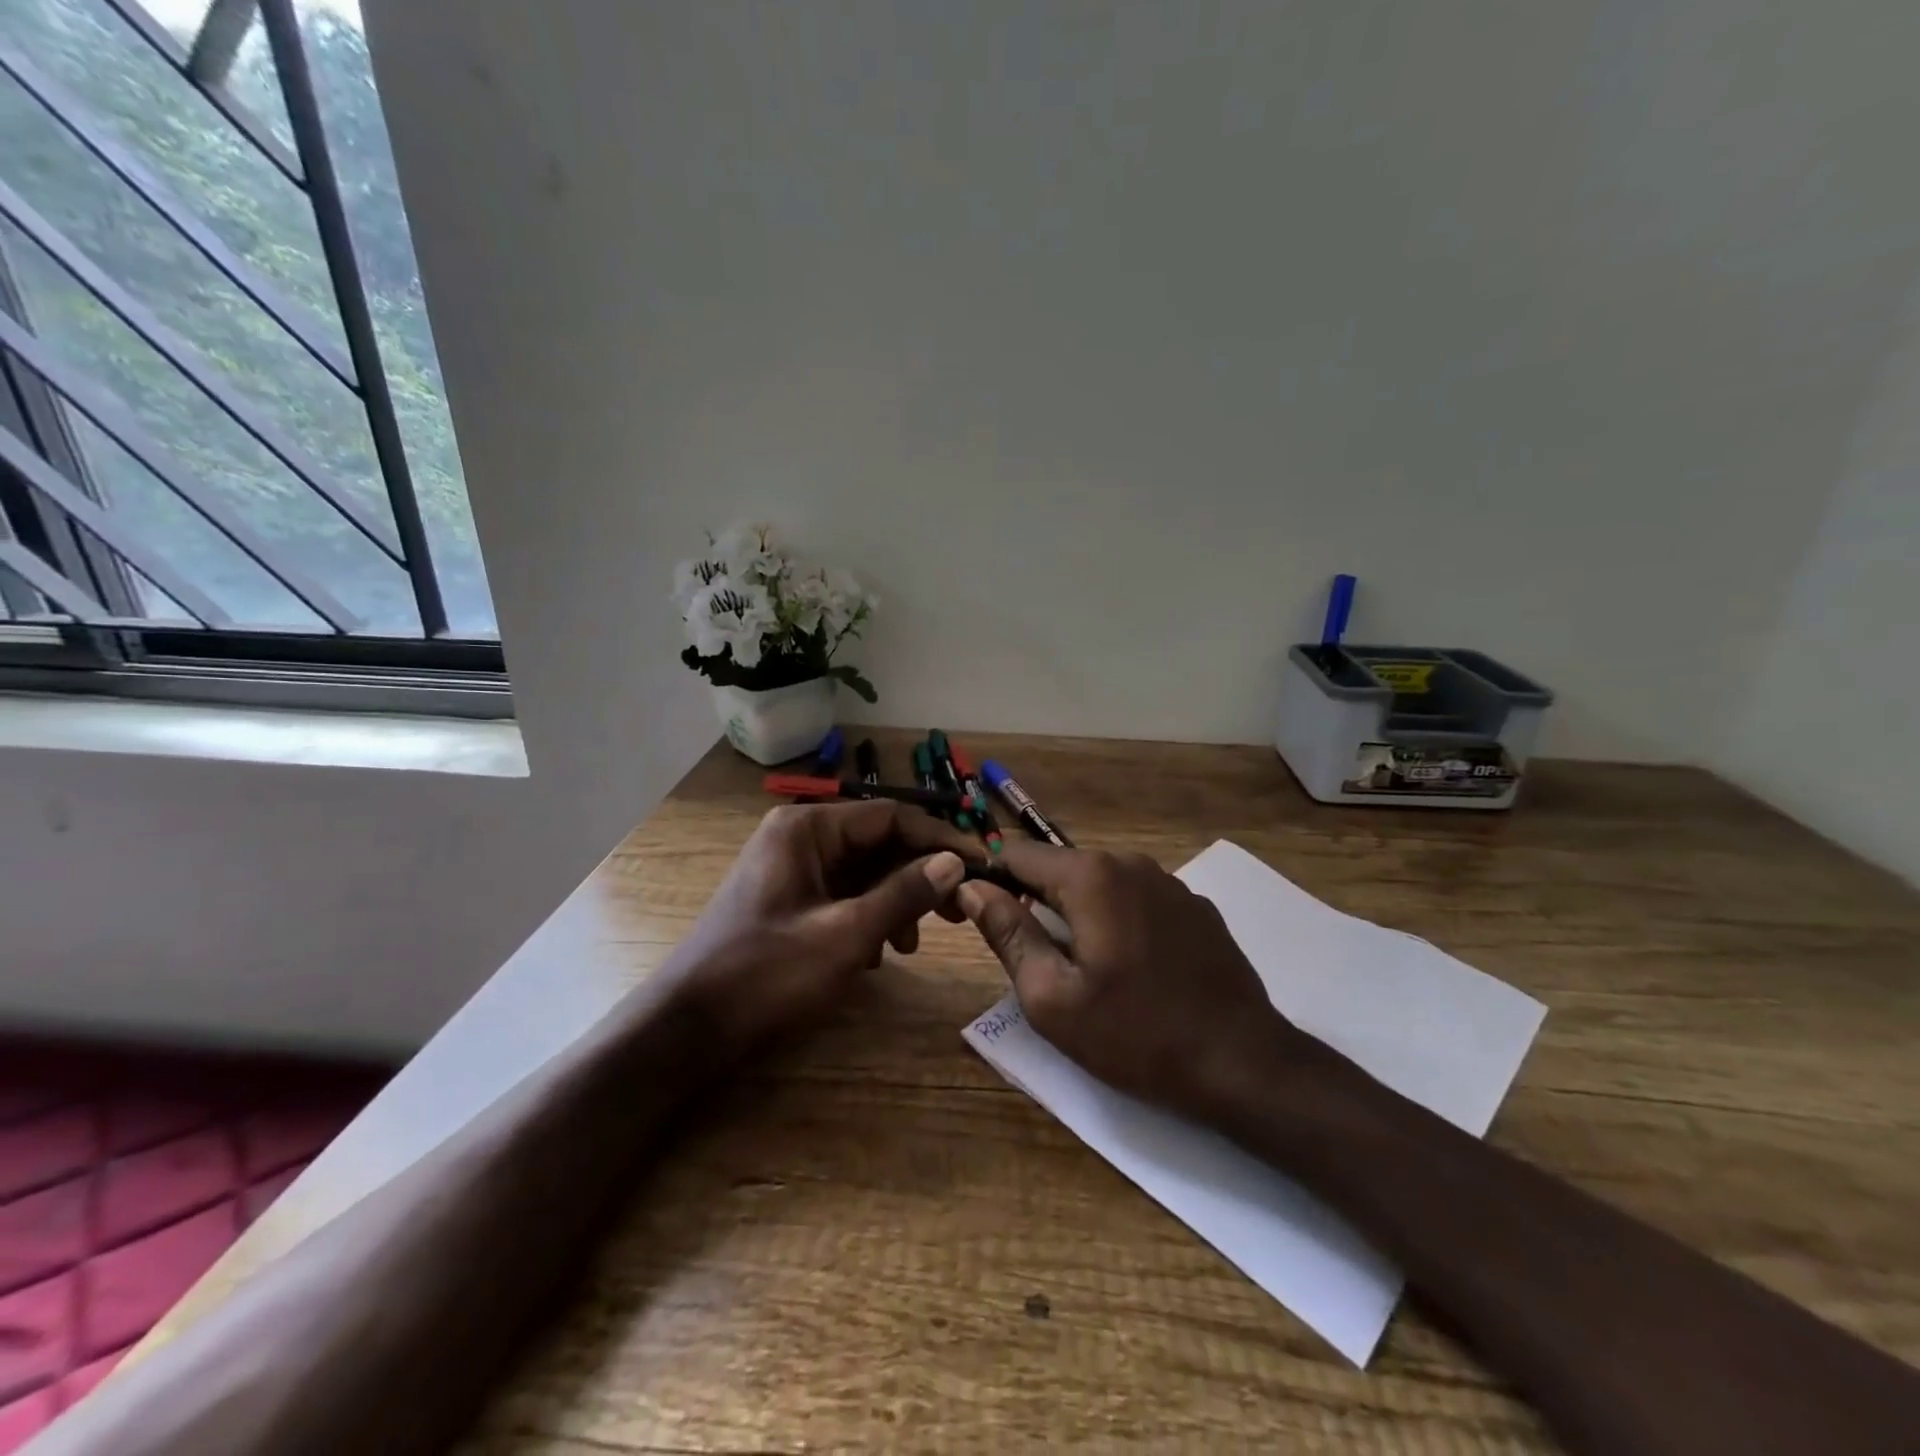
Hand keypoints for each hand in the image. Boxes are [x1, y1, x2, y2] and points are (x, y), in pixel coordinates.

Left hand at [667, 799, 979, 1053]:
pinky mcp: (790, 898)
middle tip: (957, 914)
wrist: (689, 1029)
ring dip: (895, 903)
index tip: (981, 867)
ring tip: (908, 947)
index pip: (892, 817)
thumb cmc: (766, 975)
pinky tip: (878, 955)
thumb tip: (956, 862)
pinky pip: (844, 894)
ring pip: (864, 872)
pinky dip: (868, 918)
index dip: (940, 841)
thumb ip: (904, 894)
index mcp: (808, 828)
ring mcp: (793, 867)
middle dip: (917, 878)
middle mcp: (800, 836)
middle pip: (879, 843)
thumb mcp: (845, 936)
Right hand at [956, 841, 1305, 1117]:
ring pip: (1099, 883)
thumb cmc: (1135, 1035)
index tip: (982, 917)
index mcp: (1090, 876)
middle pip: (1060, 868)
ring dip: (1078, 912)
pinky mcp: (1195, 906)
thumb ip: (1007, 933)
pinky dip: (1118, 919)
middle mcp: (1129, 863)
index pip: (1017, 854)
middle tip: (1033, 958)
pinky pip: (1137, 899)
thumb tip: (972, 888)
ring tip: (1082, 968)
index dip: (991, 880)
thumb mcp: (1051, 997)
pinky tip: (1131, 968)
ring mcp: (1169, 882)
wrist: (1243, 1064)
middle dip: (1036, 900)